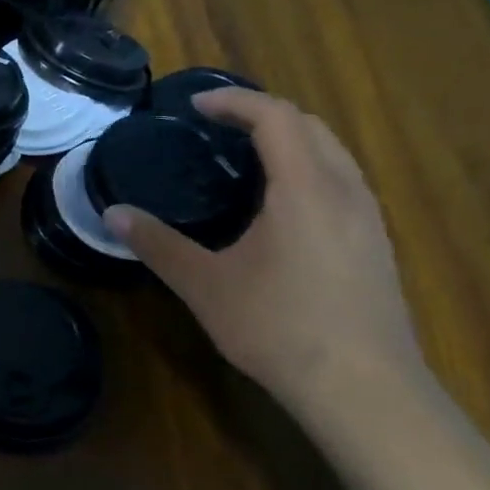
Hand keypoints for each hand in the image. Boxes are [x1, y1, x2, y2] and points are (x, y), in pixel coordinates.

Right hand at [104, 89, 426, 413]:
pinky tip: (283, 209)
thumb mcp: (205, 286)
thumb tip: (112, 213)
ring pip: (333, 154)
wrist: (364, 389)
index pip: (275, 116)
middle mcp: (345, 190)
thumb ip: (158, 245)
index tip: (196, 106)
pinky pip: (343, 183)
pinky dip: (309, 170)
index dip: (234, 101)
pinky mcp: (376, 245)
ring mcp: (369, 218)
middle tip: (218, 128)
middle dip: (263, 114)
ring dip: (291, 140)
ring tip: (247, 160)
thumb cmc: (280, 328)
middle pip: (310, 125)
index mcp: (305, 187)